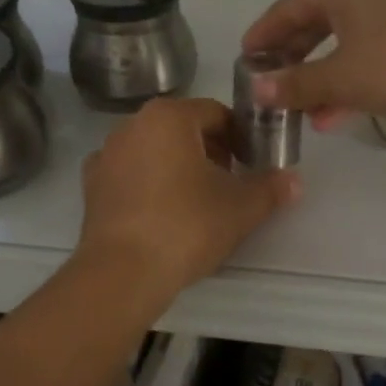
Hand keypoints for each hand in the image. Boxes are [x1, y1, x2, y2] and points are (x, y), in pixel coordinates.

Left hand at [75, 97, 298, 299]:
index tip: (253, 162)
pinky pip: (131, 174)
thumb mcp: (240, 207)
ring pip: (155, 150)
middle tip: (231, 183)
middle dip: (211, 150)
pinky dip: (149, 184)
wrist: (123, 272)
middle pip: (183, 128)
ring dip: (179, 166)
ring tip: (198, 201)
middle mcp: (132, 125)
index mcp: (169, 117)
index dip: (241, 135)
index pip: (216, 113)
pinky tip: (163, 213)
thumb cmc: (186, 226)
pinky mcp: (92, 187)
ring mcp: (106, 155)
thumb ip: (270, 188)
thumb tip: (294, 181)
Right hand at [240, 0, 385, 125]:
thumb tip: (257, 90)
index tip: (243, 63)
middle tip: (270, 89)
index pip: (284, 10)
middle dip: (291, 62)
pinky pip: (365, 55)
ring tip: (302, 113)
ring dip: (319, 78)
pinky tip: (338, 114)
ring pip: (339, 44)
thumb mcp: (342, 76)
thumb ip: (297, 84)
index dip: (262, 38)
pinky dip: (348, 80)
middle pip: (311, 25)